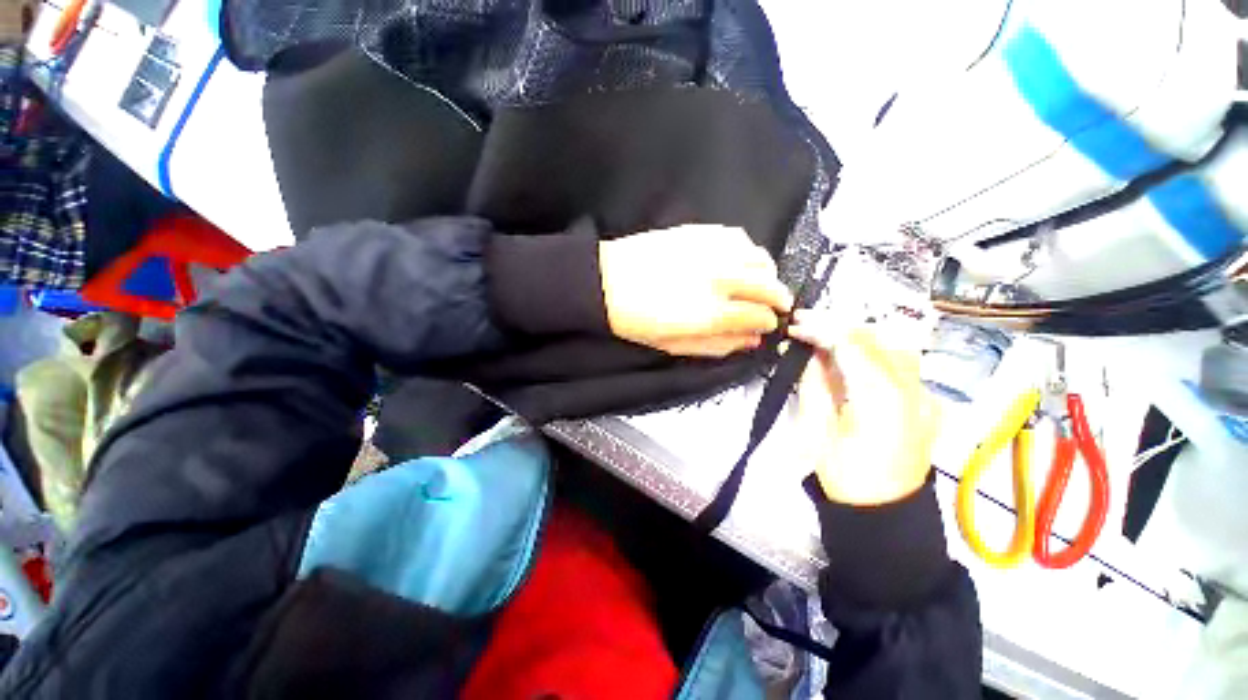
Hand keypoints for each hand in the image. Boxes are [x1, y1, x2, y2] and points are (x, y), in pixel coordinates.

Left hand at [599, 225, 792, 356]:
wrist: (606, 282)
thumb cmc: (637, 321)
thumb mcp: (675, 346)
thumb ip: (717, 345)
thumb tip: (751, 341)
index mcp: (711, 313)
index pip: (760, 316)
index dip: (769, 322)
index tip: (768, 324)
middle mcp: (719, 278)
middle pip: (769, 285)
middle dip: (779, 298)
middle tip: (775, 306)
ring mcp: (711, 251)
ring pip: (759, 258)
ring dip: (767, 273)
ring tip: (760, 283)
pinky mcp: (701, 232)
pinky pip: (739, 237)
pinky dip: (748, 251)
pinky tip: (740, 261)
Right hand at [790, 314, 941, 505]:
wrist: (887, 514)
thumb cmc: (846, 478)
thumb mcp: (818, 430)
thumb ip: (816, 385)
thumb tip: (810, 354)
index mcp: (882, 398)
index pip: (852, 343)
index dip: (821, 328)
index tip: (795, 325)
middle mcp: (913, 389)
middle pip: (877, 337)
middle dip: (837, 326)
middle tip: (805, 327)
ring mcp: (925, 395)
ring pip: (892, 345)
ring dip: (856, 337)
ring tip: (825, 339)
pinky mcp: (927, 403)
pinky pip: (900, 364)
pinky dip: (872, 353)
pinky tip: (850, 360)